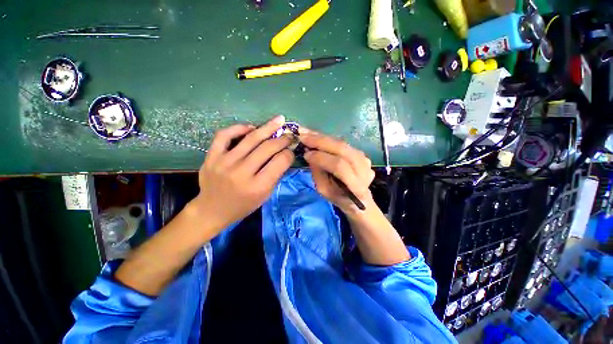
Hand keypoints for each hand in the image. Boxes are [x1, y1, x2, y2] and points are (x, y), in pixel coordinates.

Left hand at [192, 116, 294, 235]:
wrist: (213, 210)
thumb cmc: (243, 205)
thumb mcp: (265, 195)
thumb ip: (276, 174)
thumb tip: (285, 154)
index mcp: (258, 186)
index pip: (280, 161)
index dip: (289, 153)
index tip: (291, 150)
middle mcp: (242, 172)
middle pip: (268, 147)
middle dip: (283, 139)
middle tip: (290, 134)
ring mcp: (225, 162)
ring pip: (250, 138)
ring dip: (268, 127)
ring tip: (279, 119)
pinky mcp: (212, 156)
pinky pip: (225, 135)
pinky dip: (239, 128)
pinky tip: (251, 127)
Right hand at [299, 130, 374, 214]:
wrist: (358, 197)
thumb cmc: (339, 197)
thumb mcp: (324, 190)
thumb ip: (318, 173)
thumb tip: (309, 154)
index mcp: (356, 186)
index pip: (339, 166)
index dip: (322, 158)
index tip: (306, 154)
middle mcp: (364, 169)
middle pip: (342, 149)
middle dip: (321, 141)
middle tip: (303, 136)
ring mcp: (365, 160)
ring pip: (343, 143)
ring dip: (323, 138)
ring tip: (308, 134)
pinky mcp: (362, 154)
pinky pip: (343, 143)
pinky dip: (329, 139)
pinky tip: (318, 137)